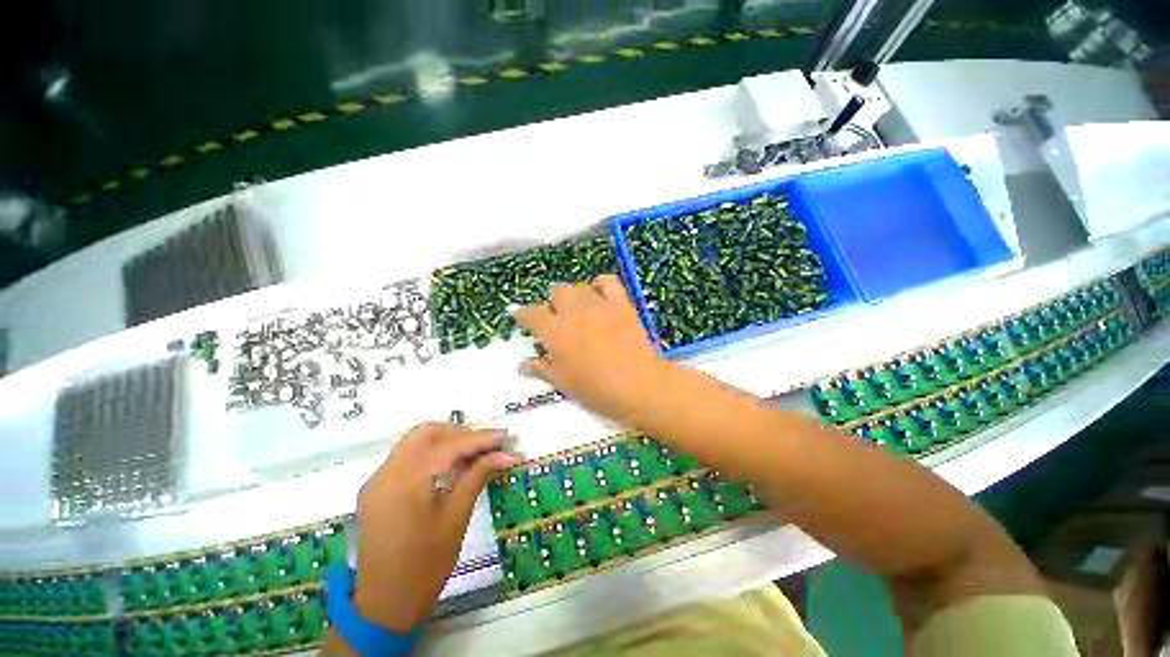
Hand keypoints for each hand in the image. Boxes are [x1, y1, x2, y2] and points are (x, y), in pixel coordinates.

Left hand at [353, 423, 518, 631]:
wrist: (385, 605)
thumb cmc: (425, 565)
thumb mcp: (456, 518)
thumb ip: (478, 477)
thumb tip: (506, 455)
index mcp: (406, 481)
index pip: (450, 445)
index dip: (481, 439)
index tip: (507, 438)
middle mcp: (386, 473)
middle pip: (427, 432)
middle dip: (460, 433)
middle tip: (486, 445)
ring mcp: (377, 480)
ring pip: (415, 442)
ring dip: (445, 441)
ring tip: (473, 455)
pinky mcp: (376, 489)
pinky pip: (406, 457)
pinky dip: (430, 454)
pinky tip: (450, 468)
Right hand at [513, 275, 669, 423]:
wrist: (638, 384)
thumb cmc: (596, 389)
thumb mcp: (563, 383)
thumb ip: (541, 369)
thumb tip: (522, 364)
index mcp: (555, 331)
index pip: (531, 314)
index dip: (522, 314)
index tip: (520, 317)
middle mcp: (573, 311)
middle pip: (556, 293)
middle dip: (553, 304)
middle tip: (557, 320)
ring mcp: (598, 304)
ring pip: (578, 287)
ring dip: (574, 296)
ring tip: (578, 310)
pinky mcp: (621, 303)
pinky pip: (608, 281)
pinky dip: (600, 285)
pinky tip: (600, 295)